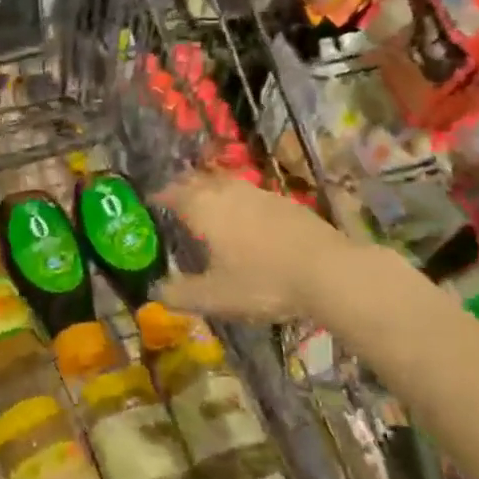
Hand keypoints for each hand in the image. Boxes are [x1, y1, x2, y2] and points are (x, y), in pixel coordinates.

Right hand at [152, 171, 357, 320]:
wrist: (329, 271)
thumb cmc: (262, 282)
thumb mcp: (214, 297)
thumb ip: (180, 294)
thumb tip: (154, 292)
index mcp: (203, 208)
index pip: (172, 193)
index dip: (159, 197)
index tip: (149, 202)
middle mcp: (227, 192)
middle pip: (199, 181)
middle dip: (184, 188)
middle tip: (175, 200)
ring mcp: (259, 193)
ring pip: (226, 184)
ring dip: (212, 191)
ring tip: (208, 206)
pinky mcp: (286, 202)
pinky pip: (250, 195)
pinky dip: (239, 202)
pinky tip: (246, 220)